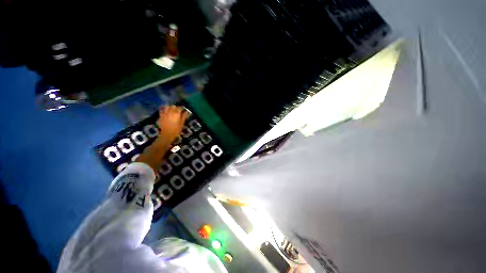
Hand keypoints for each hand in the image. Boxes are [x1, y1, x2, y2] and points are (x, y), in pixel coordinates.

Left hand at [156, 105, 188, 143]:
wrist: (167, 134)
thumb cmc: (176, 130)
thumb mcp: (182, 123)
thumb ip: (184, 117)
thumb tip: (186, 112)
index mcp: (177, 113)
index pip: (180, 108)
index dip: (182, 108)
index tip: (184, 110)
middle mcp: (170, 112)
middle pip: (173, 106)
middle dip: (176, 107)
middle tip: (178, 110)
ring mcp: (165, 113)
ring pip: (167, 107)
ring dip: (170, 107)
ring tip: (172, 110)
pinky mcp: (161, 115)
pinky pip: (162, 110)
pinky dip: (163, 109)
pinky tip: (165, 110)